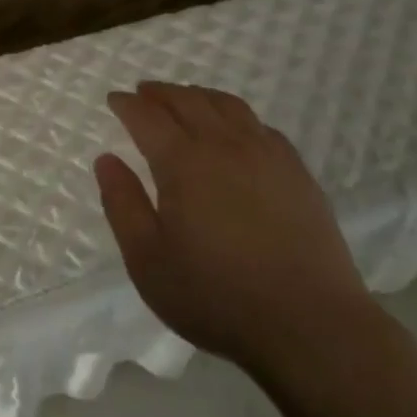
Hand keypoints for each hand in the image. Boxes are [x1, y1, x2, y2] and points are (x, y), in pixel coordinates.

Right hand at [94, 81, 378, 372]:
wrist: (309, 324)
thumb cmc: (215, 295)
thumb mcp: (147, 259)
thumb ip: (122, 204)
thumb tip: (106, 160)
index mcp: (183, 162)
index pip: (148, 117)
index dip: (127, 105)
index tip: (114, 100)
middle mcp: (224, 145)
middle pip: (188, 101)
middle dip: (161, 93)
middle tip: (144, 92)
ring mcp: (266, 154)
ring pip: (227, 106)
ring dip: (199, 95)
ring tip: (185, 99)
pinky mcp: (297, 172)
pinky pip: (261, 126)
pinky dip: (237, 116)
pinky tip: (236, 130)